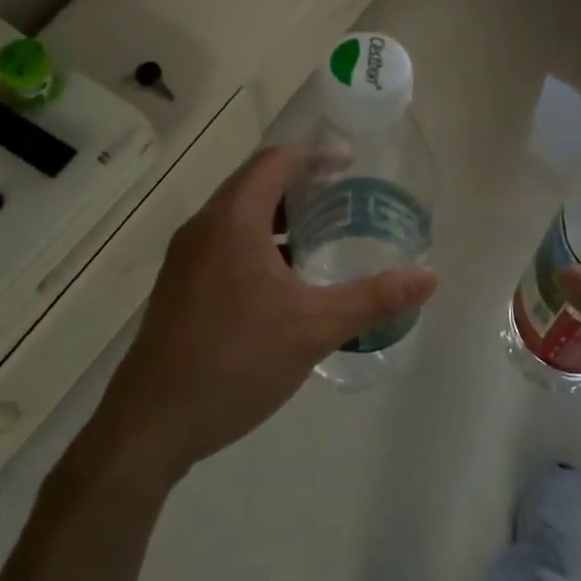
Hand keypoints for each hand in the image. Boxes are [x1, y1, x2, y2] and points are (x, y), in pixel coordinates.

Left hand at [75, 146, 436, 492]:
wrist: (151, 424)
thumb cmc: (235, 362)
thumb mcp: (315, 328)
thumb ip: (374, 298)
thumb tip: (429, 277)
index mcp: (233, 221)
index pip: (275, 161)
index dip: (314, 156)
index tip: (350, 166)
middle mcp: (204, 228)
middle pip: (255, 184)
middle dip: (300, 186)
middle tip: (345, 203)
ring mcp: (186, 259)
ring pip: (238, 218)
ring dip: (279, 218)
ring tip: (322, 239)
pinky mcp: (180, 288)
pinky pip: (225, 245)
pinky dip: (259, 245)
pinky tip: (285, 284)